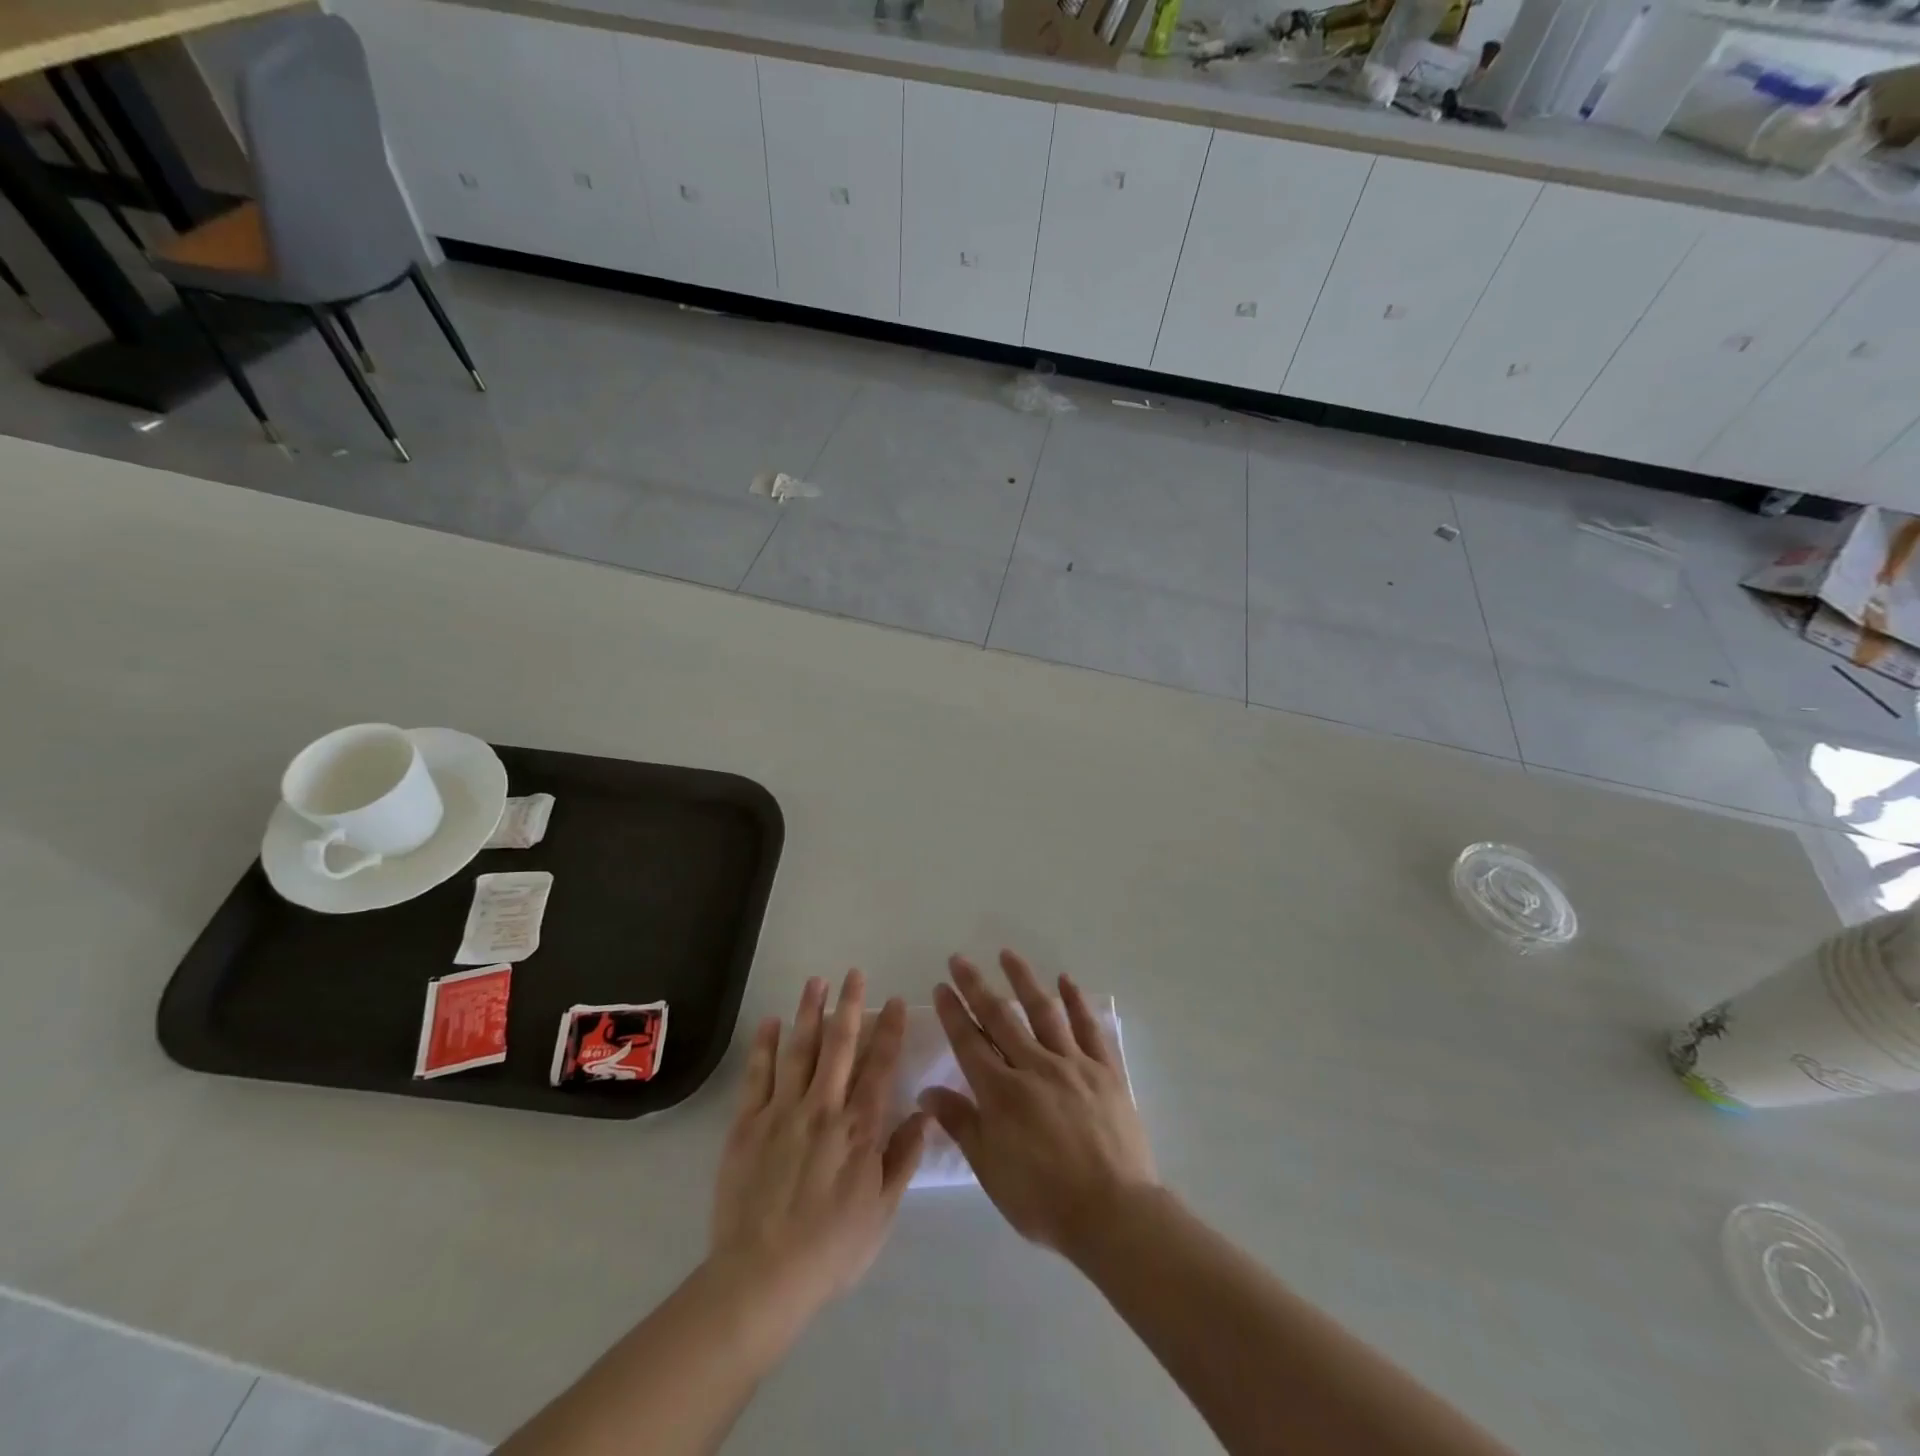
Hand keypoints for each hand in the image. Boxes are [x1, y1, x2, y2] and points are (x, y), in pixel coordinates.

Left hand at [710, 971, 927, 1320]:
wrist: (762, 1278)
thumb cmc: (831, 1249)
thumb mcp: (882, 1211)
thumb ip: (903, 1157)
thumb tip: (925, 1113)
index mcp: (859, 1128)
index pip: (880, 1066)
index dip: (889, 1031)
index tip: (894, 1001)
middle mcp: (823, 1108)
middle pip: (840, 1045)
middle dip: (850, 1005)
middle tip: (854, 974)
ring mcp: (782, 1112)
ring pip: (800, 1050)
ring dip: (809, 1012)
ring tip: (816, 981)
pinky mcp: (747, 1124)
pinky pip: (758, 1075)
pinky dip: (765, 1046)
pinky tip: (771, 1022)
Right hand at [920, 950, 1156, 1258]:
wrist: (1113, 1213)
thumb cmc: (1043, 1200)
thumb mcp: (990, 1169)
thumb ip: (960, 1124)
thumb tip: (927, 1092)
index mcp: (1002, 1093)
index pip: (969, 1042)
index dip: (953, 1012)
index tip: (941, 986)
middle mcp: (1034, 1066)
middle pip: (1000, 1017)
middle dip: (976, 986)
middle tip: (960, 959)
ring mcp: (1072, 1064)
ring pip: (1043, 1011)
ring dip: (1023, 979)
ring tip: (1007, 954)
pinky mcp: (1105, 1070)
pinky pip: (1089, 1027)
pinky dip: (1077, 1001)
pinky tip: (1066, 980)